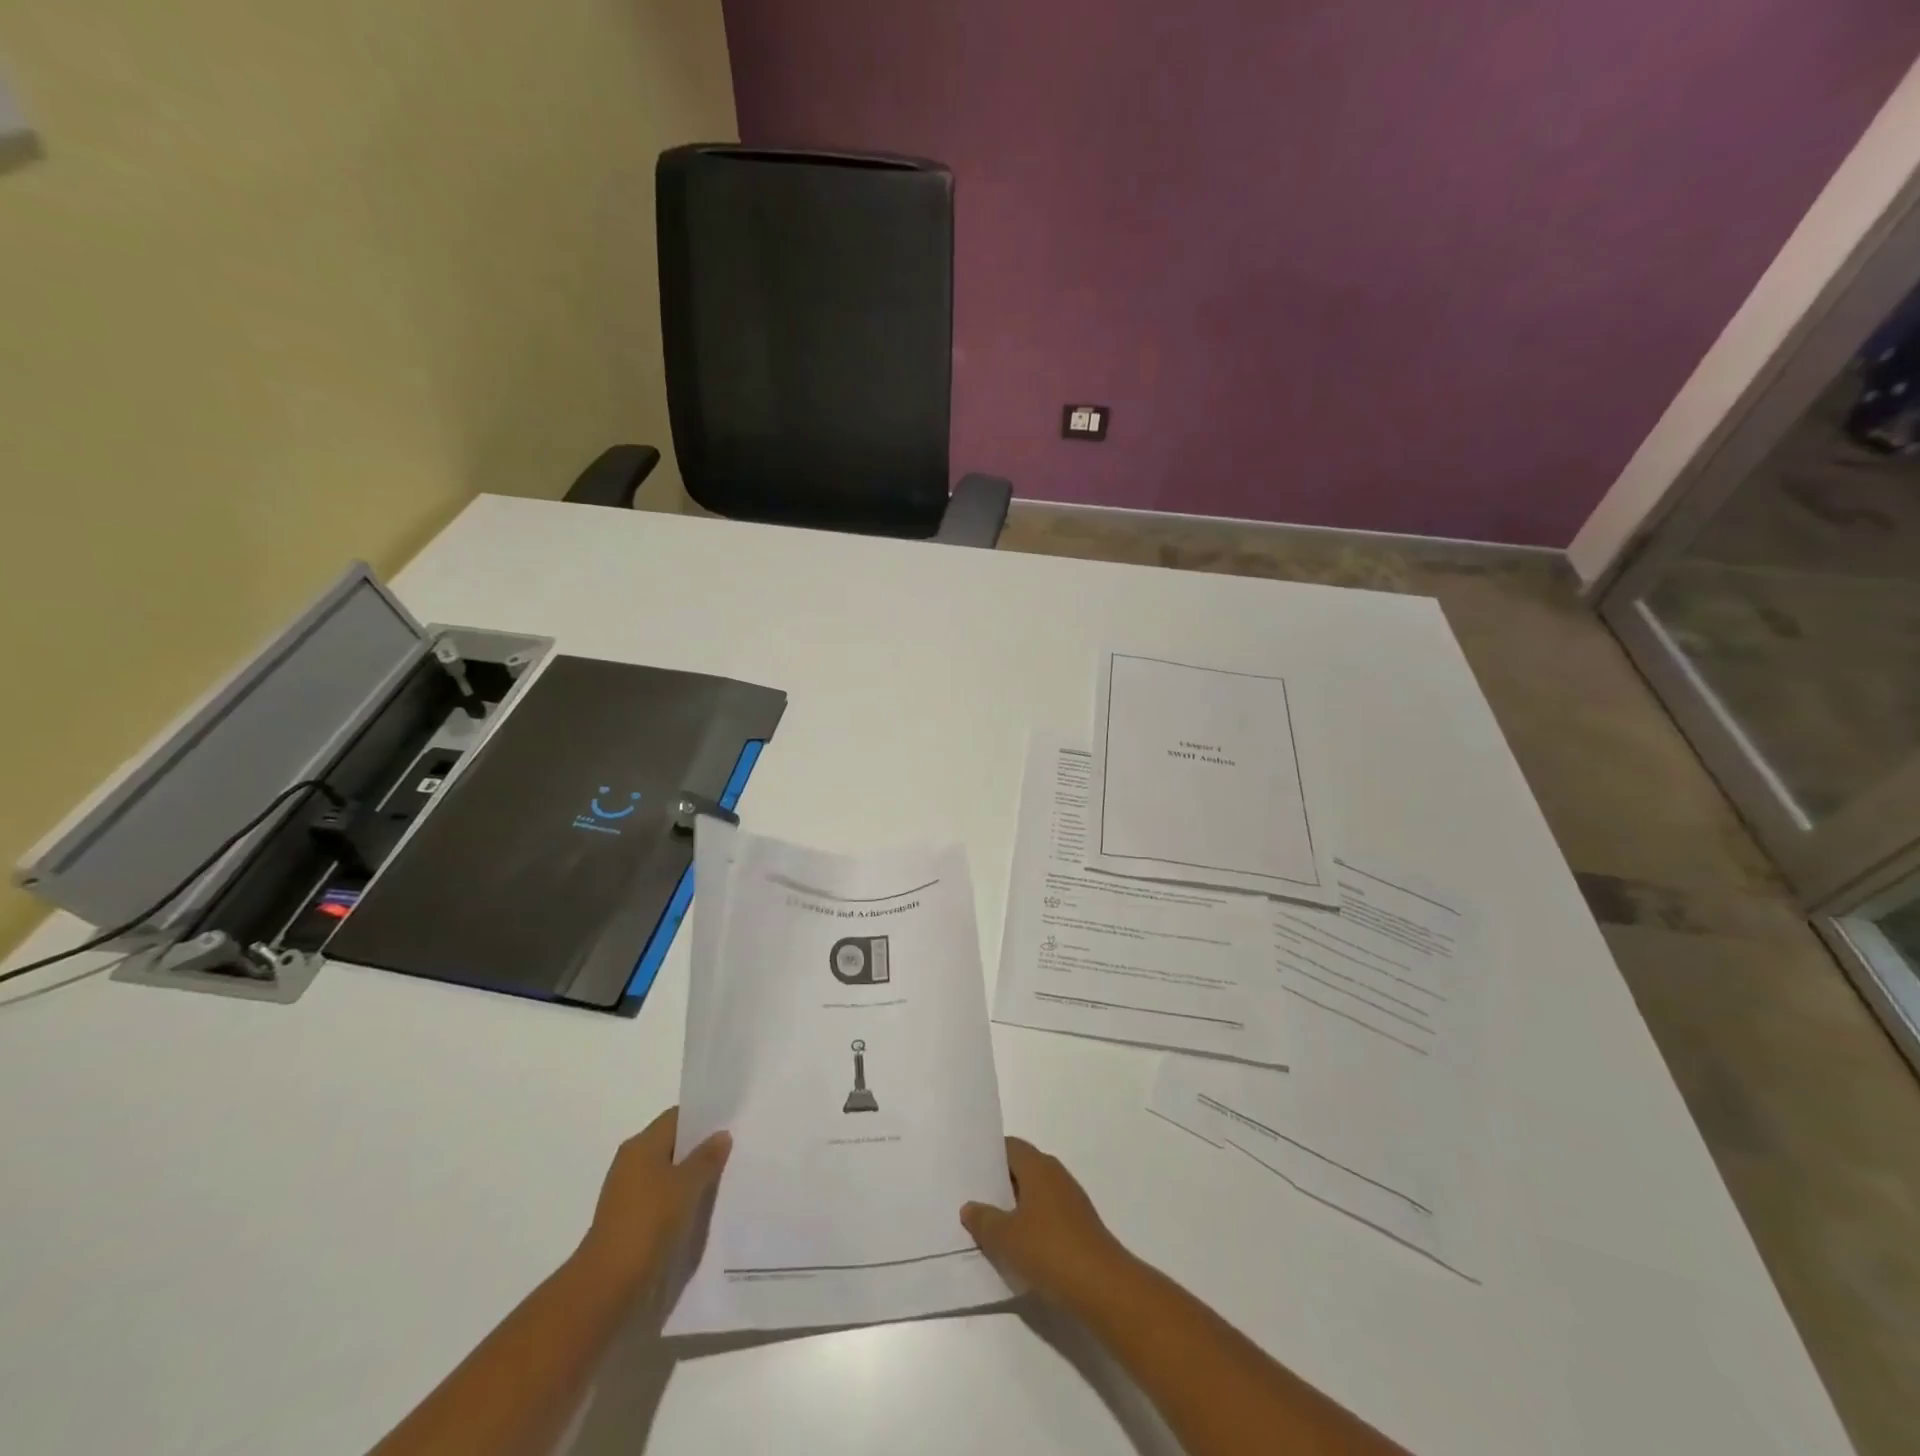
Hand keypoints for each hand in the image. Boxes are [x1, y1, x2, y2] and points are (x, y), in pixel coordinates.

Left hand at [575, 1106, 730, 1291]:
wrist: (608, 1284)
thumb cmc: (649, 1221)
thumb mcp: (687, 1185)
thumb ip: (707, 1157)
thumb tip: (721, 1134)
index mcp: (641, 1144)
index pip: (676, 1117)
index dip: (703, 1118)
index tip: (729, 1123)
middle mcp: (631, 1162)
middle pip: (672, 1144)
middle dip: (700, 1148)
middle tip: (732, 1151)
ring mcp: (627, 1192)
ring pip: (667, 1173)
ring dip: (691, 1176)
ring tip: (722, 1180)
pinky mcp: (629, 1219)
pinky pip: (661, 1197)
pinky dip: (679, 1199)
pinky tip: (700, 1208)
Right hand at [960, 1137, 1131, 1304]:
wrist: (1102, 1286)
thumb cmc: (1049, 1249)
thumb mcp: (1005, 1237)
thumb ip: (984, 1219)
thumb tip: (969, 1206)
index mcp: (1038, 1166)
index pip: (1009, 1147)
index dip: (988, 1155)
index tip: (968, 1169)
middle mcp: (1055, 1174)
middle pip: (1022, 1169)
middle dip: (998, 1183)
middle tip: (972, 1198)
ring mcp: (1070, 1200)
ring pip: (1034, 1194)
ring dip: (1014, 1206)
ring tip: (988, 1225)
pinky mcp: (1078, 1225)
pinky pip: (1046, 1215)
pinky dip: (1030, 1224)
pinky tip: (1017, 1247)